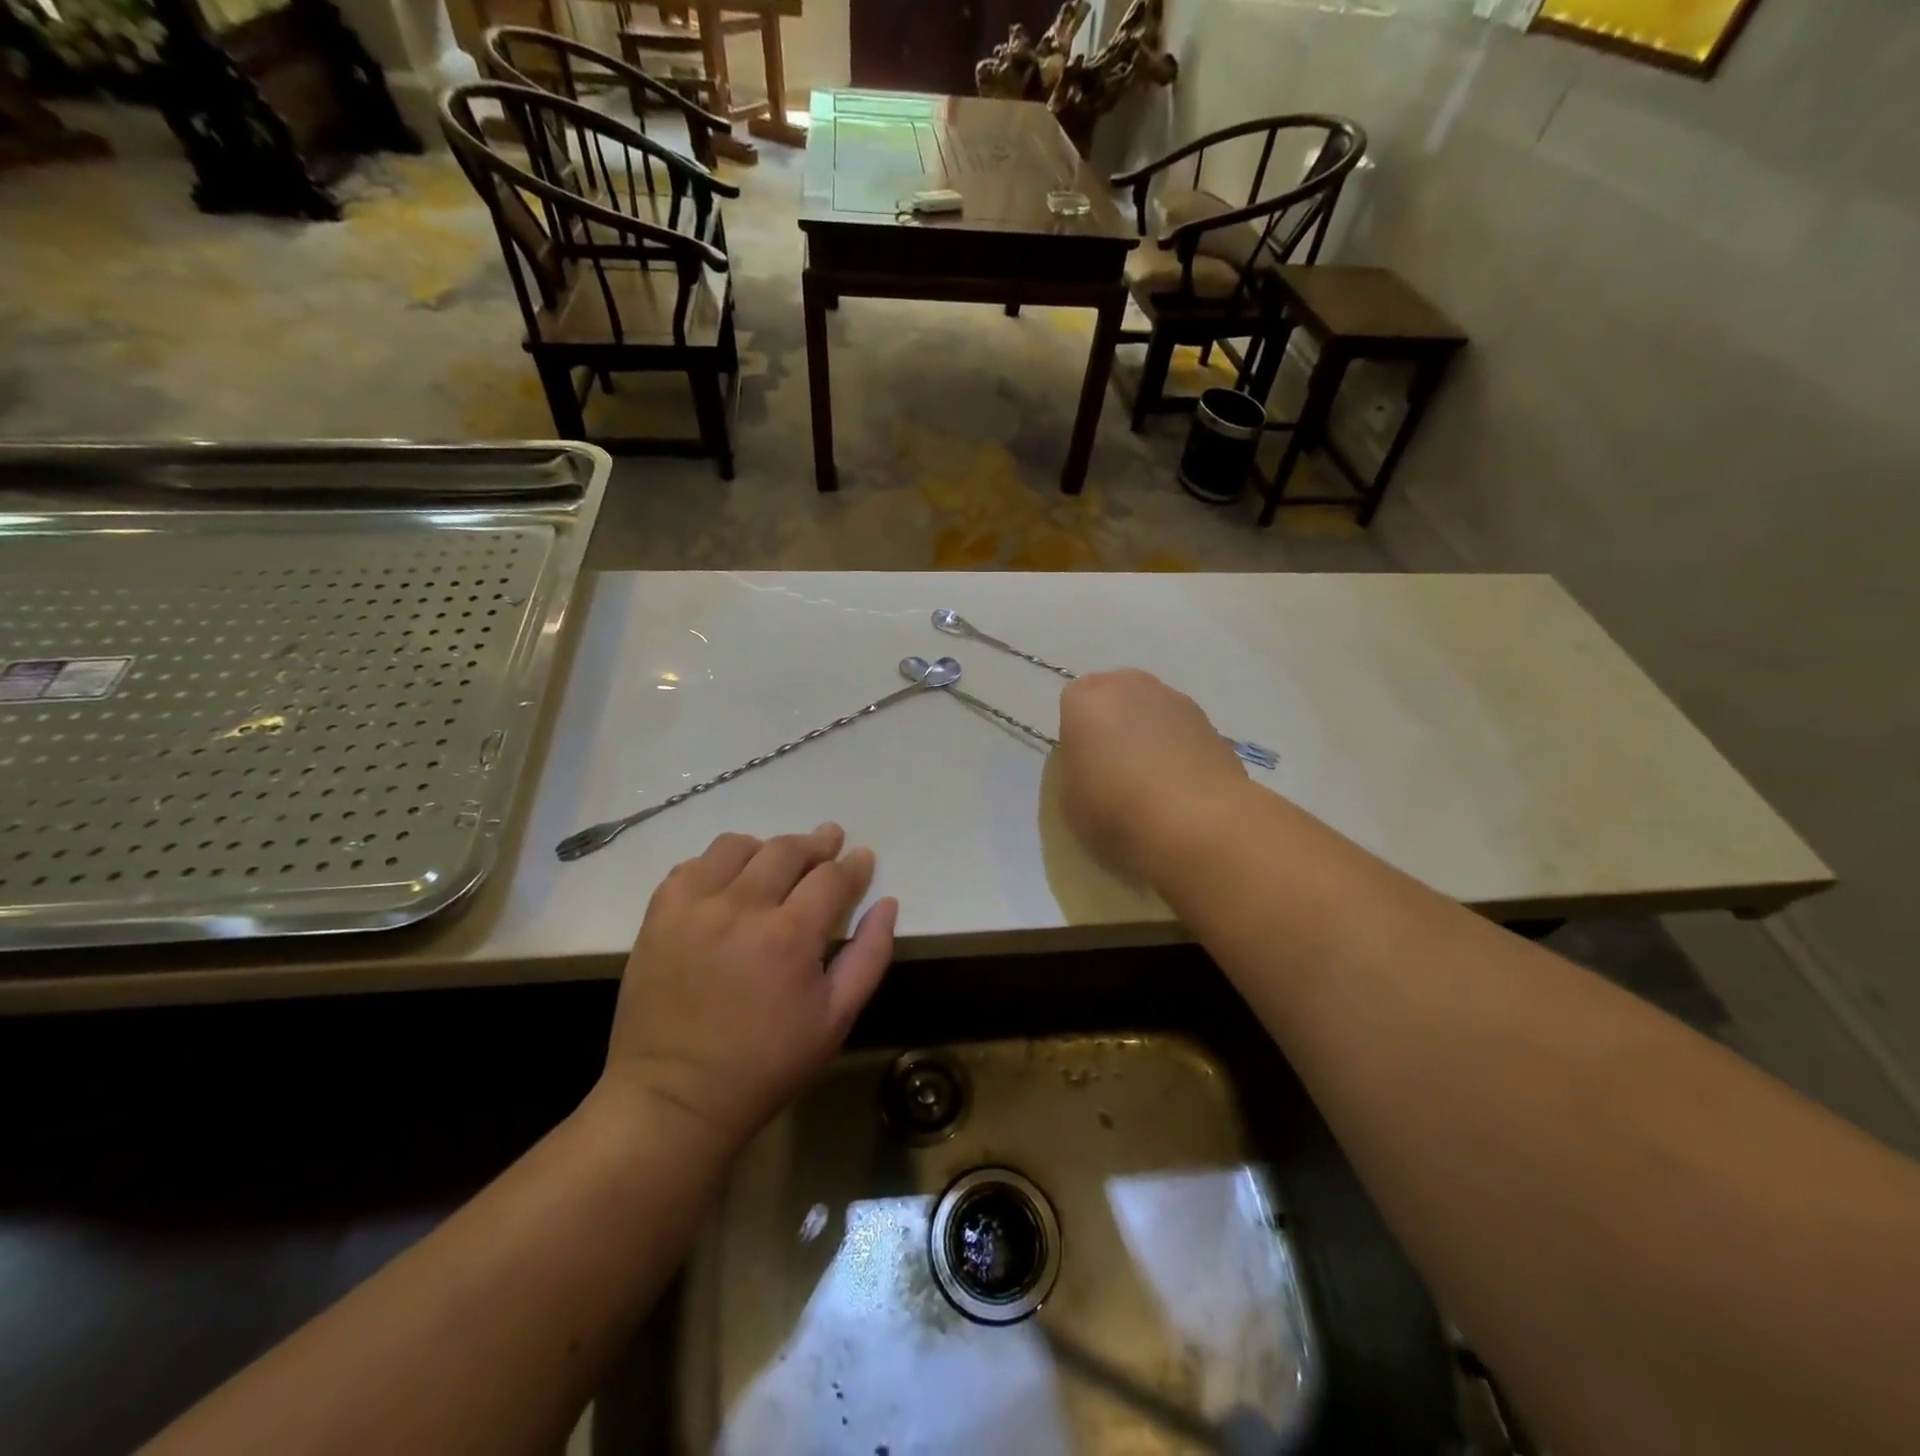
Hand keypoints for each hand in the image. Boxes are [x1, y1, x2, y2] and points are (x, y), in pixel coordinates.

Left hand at [604, 824, 896, 1146]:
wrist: (674, 1098)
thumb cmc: (765, 1065)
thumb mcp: (835, 1020)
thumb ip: (869, 956)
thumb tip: (887, 904)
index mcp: (789, 936)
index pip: (831, 876)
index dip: (852, 865)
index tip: (861, 858)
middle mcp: (741, 908)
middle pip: (786, 849)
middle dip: (816, 844)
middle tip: (828, 843)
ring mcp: (693, 907)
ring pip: (737, 846)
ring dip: (765, 848)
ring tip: (775, 863)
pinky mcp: (659, 915)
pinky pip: (692, 866)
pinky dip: (717, 865)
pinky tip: (728, 883)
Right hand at [1056, 669, 1248, 884]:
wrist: (1198, 826)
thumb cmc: (1117, 813)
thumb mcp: (1069, 801)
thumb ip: (1077, 768)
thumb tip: (1095, 762)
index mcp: (1086, 701)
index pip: (1072, 702)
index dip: (1077, 732)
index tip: (1084, 764)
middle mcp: (1130, 687)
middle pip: (1114, 696)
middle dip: (1112, 722)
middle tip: (1114, 766)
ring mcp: (1176, 701)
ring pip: (1150, 709)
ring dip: (1147, 732)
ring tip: (1152, 779)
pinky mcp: (1210, 723)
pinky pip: (1180, 729)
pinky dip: (1177, 748)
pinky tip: (1180, 785)